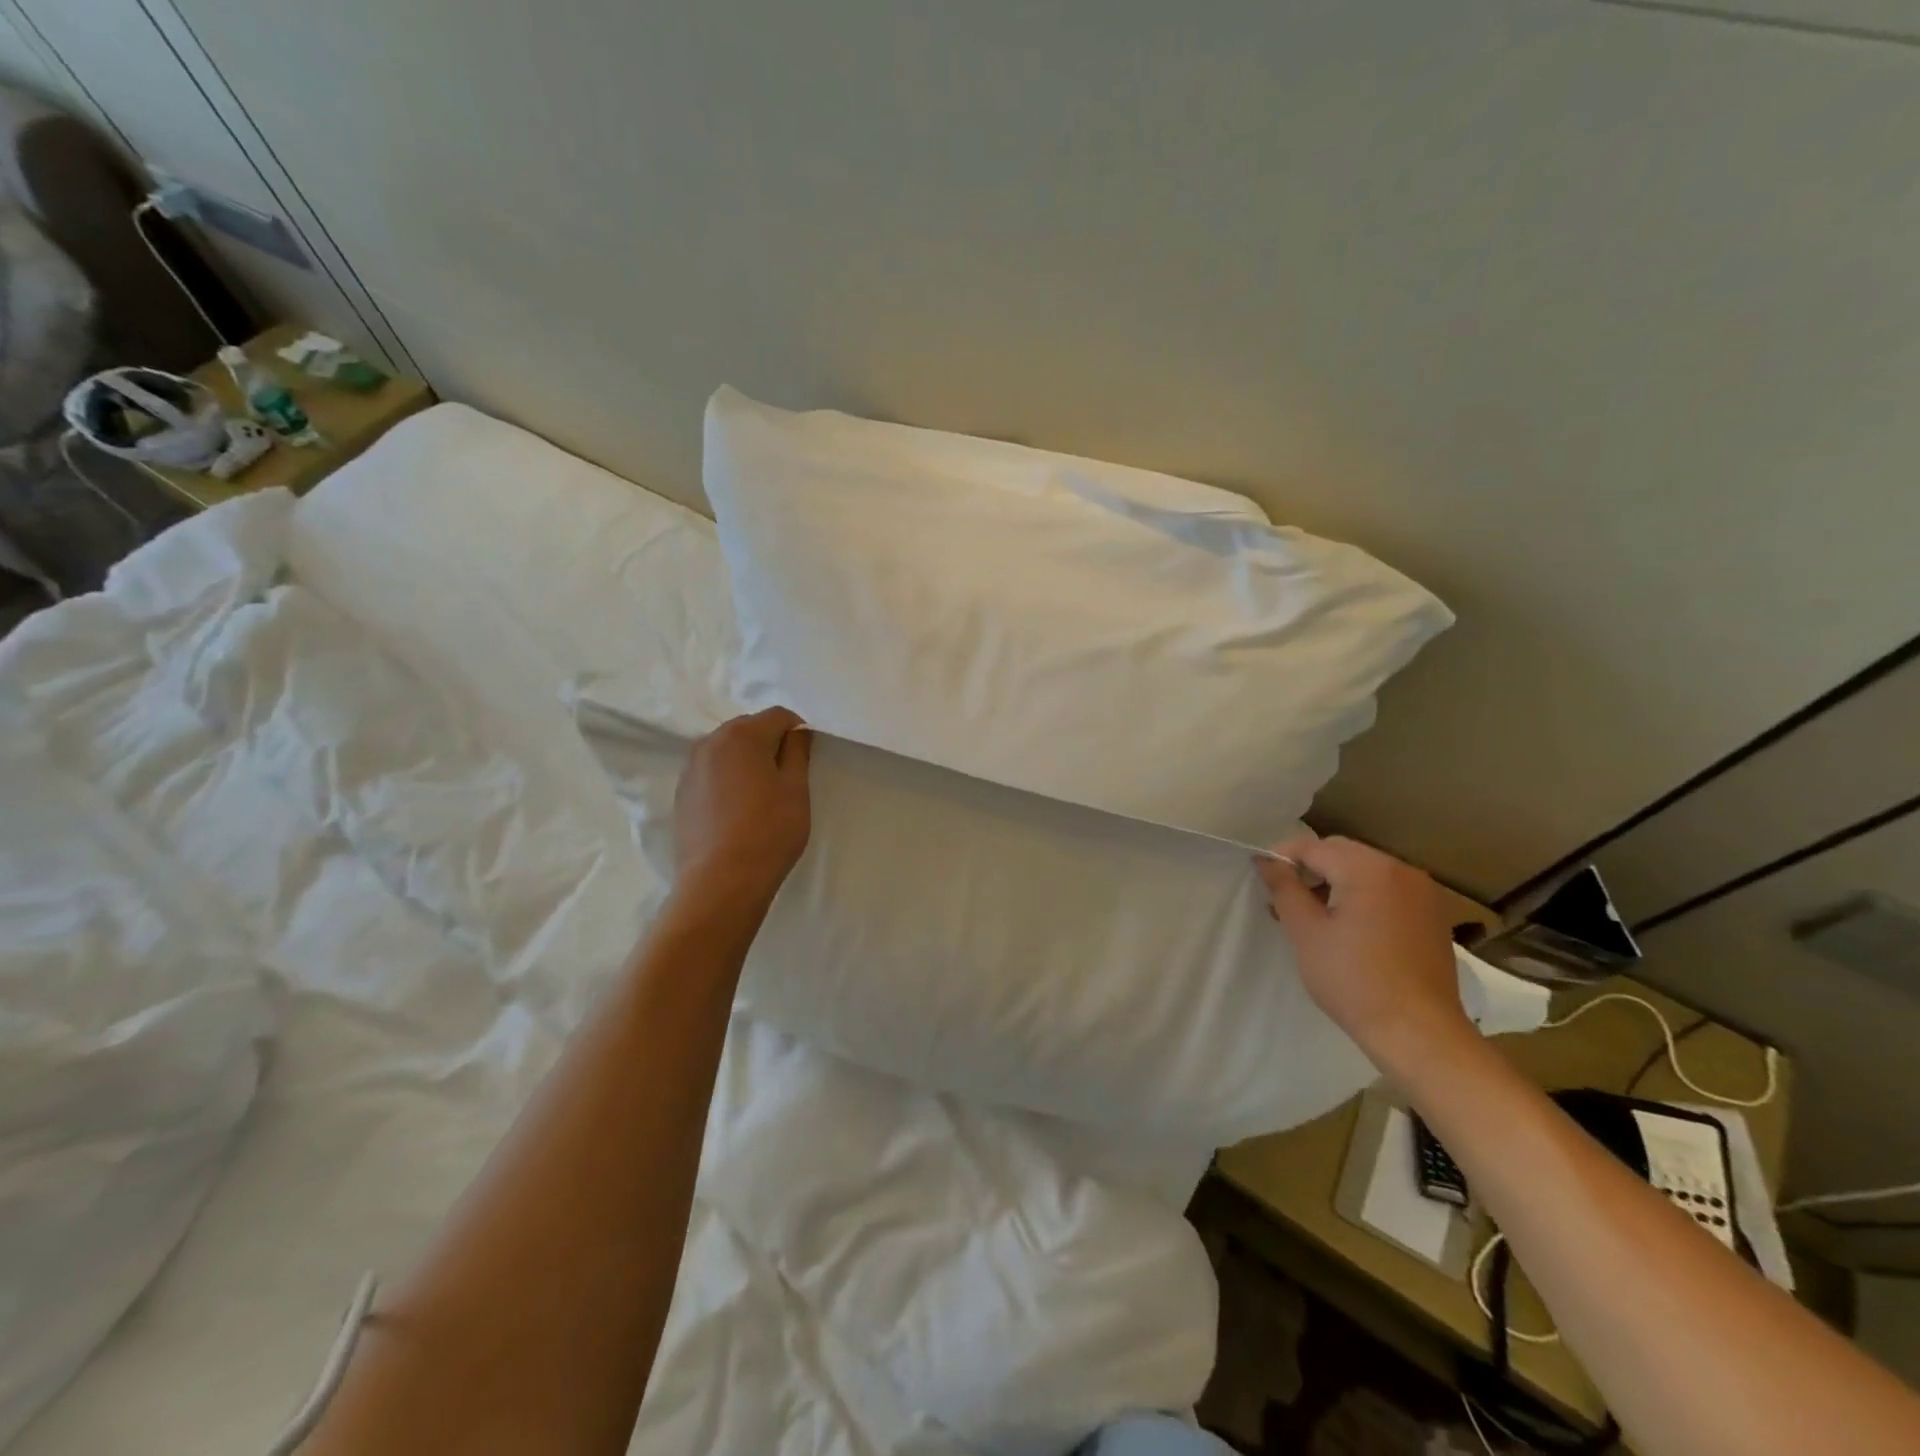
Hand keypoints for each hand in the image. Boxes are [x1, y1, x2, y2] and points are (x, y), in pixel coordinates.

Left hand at [673, 707, 811, 909]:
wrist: (720, 881)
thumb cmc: (769, 831)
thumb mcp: (796, 789)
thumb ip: (797, 752)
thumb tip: (796, 732)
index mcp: (743, 735)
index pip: (779, 716)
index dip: (798, 732)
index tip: (806, 759)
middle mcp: (711, 742)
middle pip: (749, 728)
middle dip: (769, 743)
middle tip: (785, 777)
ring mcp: (691, 767)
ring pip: (727, 750)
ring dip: (746, 760)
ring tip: (760, 794)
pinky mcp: (681, 792)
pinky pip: (711, 771)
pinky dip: (727, 778)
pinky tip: (737, 809)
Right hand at [1256, 834, 1471, 1069]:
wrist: (1419, 1033)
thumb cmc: (1353, 980)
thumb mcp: (1305, 932)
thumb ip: (1283, 888)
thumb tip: (1266, 860)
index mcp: (1369, 869)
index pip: (1313, 847)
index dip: (1282, 859)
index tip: (1263, 882)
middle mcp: (1400, 869)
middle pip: (1341, 853)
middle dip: (1310, 869)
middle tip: (1285, 901)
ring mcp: (1422, 892)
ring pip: (1364, 870)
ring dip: (1335, 883)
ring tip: (1313, 917)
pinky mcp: (1432, 915)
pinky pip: (1387, 890)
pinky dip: (1362, 897)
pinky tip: (1349, 928)